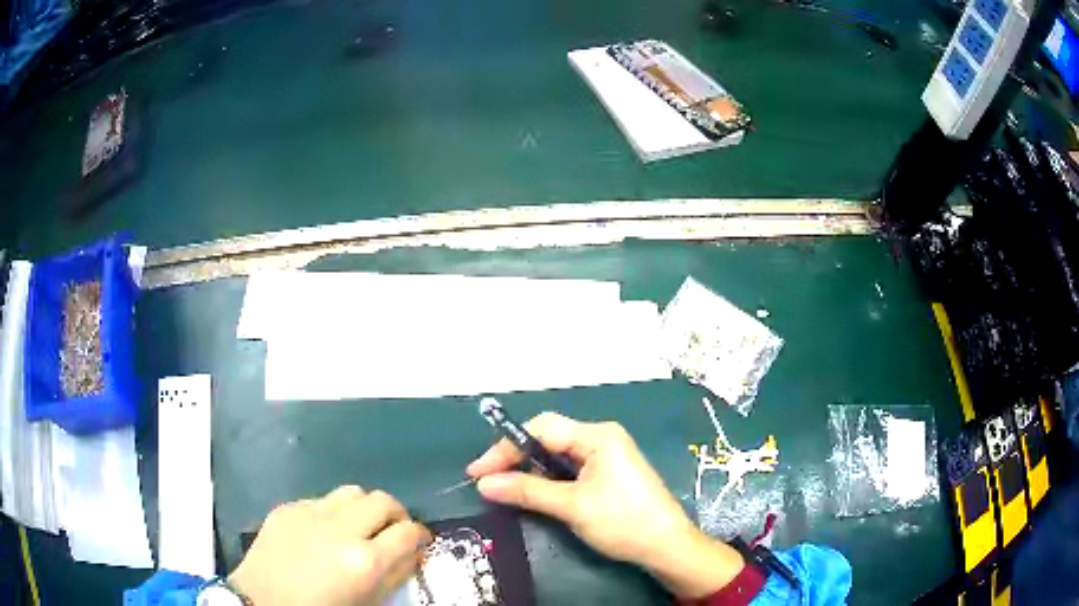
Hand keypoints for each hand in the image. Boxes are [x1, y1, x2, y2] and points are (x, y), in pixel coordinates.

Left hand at [229, 486, 430, 605]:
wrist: (264, 602)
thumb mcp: (368, 601)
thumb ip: (395, 575)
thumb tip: (412, 553)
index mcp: (365, 561)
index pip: (408, 532)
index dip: (420, 535)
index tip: (420, 541)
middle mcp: (340, 529)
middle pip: (383, 500)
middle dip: (396, 514)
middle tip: (394, 530)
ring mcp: (310, 513)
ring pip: (352, 491)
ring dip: (365, 507)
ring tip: (360, 525)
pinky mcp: (287, 507)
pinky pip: (320, 500)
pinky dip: (332, 511)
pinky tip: (323, 531)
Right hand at [466, 412, 744, 598]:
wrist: (666, 545)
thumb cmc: (622, 521)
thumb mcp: (572, 507)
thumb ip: (527, 491)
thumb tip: (483, 484)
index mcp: (597, 436)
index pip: (541, 429)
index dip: (506, 448)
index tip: (478, 472)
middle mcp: (601, 438)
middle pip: (548, 438)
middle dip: (515, 457)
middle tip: (488, 481)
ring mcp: (606, 456)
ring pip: (557, 455)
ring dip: (530, 469)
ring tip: (504, 487)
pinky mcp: (608, 473)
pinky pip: (570, 468)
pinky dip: (548, 479)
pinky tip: (534, 491)